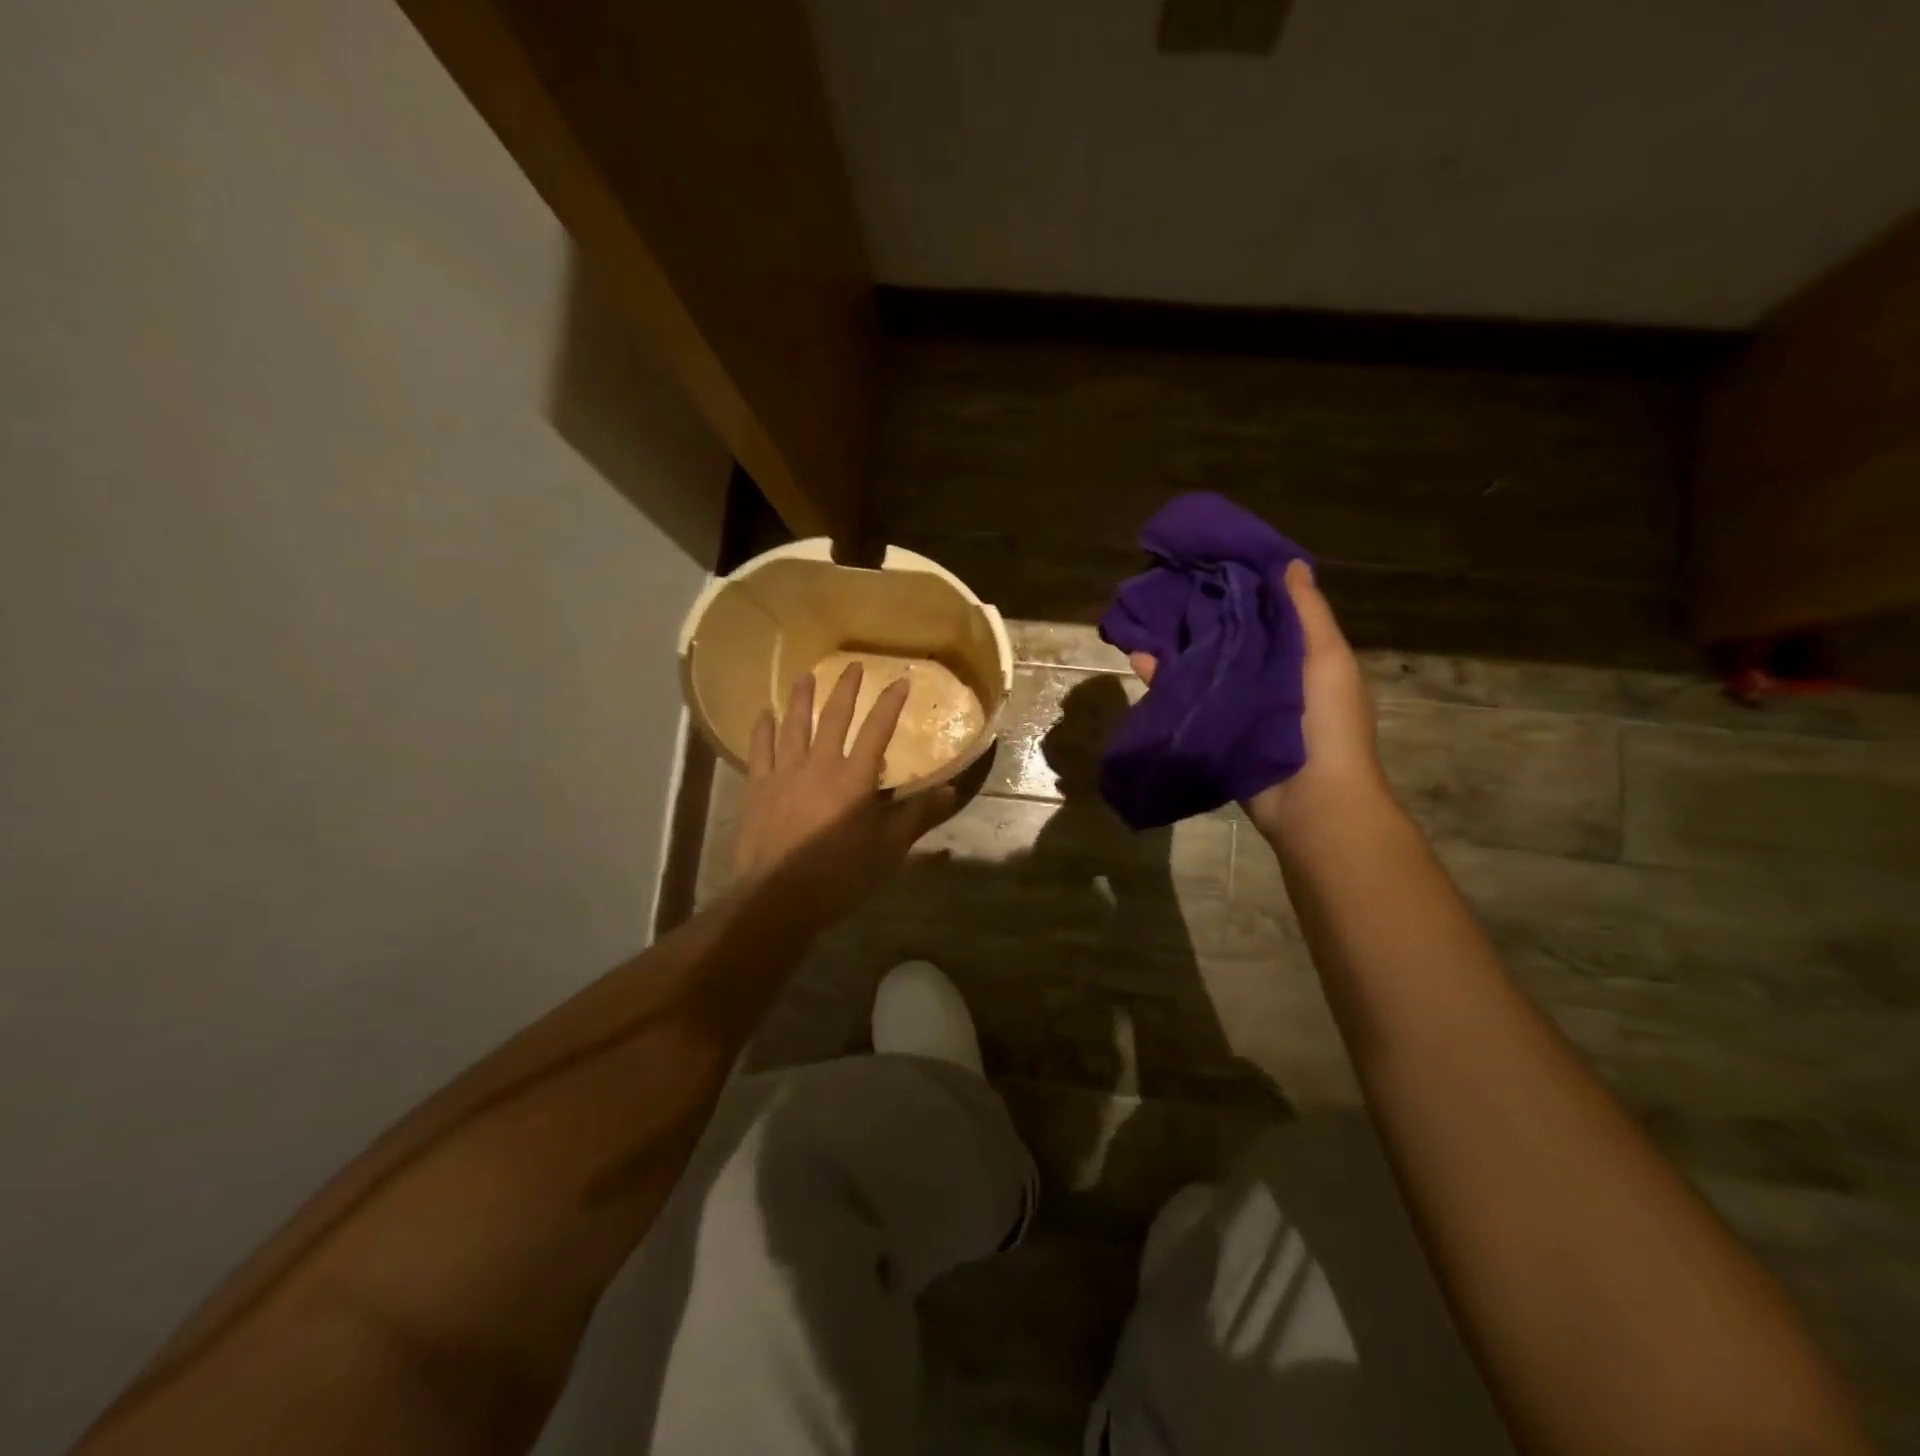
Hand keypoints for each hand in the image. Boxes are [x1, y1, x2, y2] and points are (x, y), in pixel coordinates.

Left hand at [732, 662, 957, 929]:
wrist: (778, 897)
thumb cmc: (840, 874)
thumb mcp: (888, 848)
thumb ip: (918, 815)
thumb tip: (953, 790)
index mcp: (855, 777)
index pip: (877, 729)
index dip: (891, 703)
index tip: (901, 679)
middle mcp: (820, 764)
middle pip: (834, 717)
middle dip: (846, 688)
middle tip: (853, 665)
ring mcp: (784, 773)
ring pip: (794, 725)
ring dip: (801, 698)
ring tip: (806, 676)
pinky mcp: (757, 788)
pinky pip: (760, 750)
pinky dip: (762, 729)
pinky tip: (764, 713)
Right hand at [1128, 559, 1385, 844]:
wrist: (1310, 801)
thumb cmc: (1328, 723)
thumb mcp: (1327, 659)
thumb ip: (1307, 613)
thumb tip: (1291, 563)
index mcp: (1299, 656)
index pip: (1266, 612)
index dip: (1243, 586)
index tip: (1212, 559)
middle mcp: (1267, 675)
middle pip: (1230, 636)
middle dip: (1202, 614)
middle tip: (1168, 585)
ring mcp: (1237, 704)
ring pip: (1204, 665)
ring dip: (1177, 646)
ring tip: (1146, 620)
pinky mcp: (1212, 728)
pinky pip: (1186, 697)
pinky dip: (1163, 680)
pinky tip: (1139, 661)